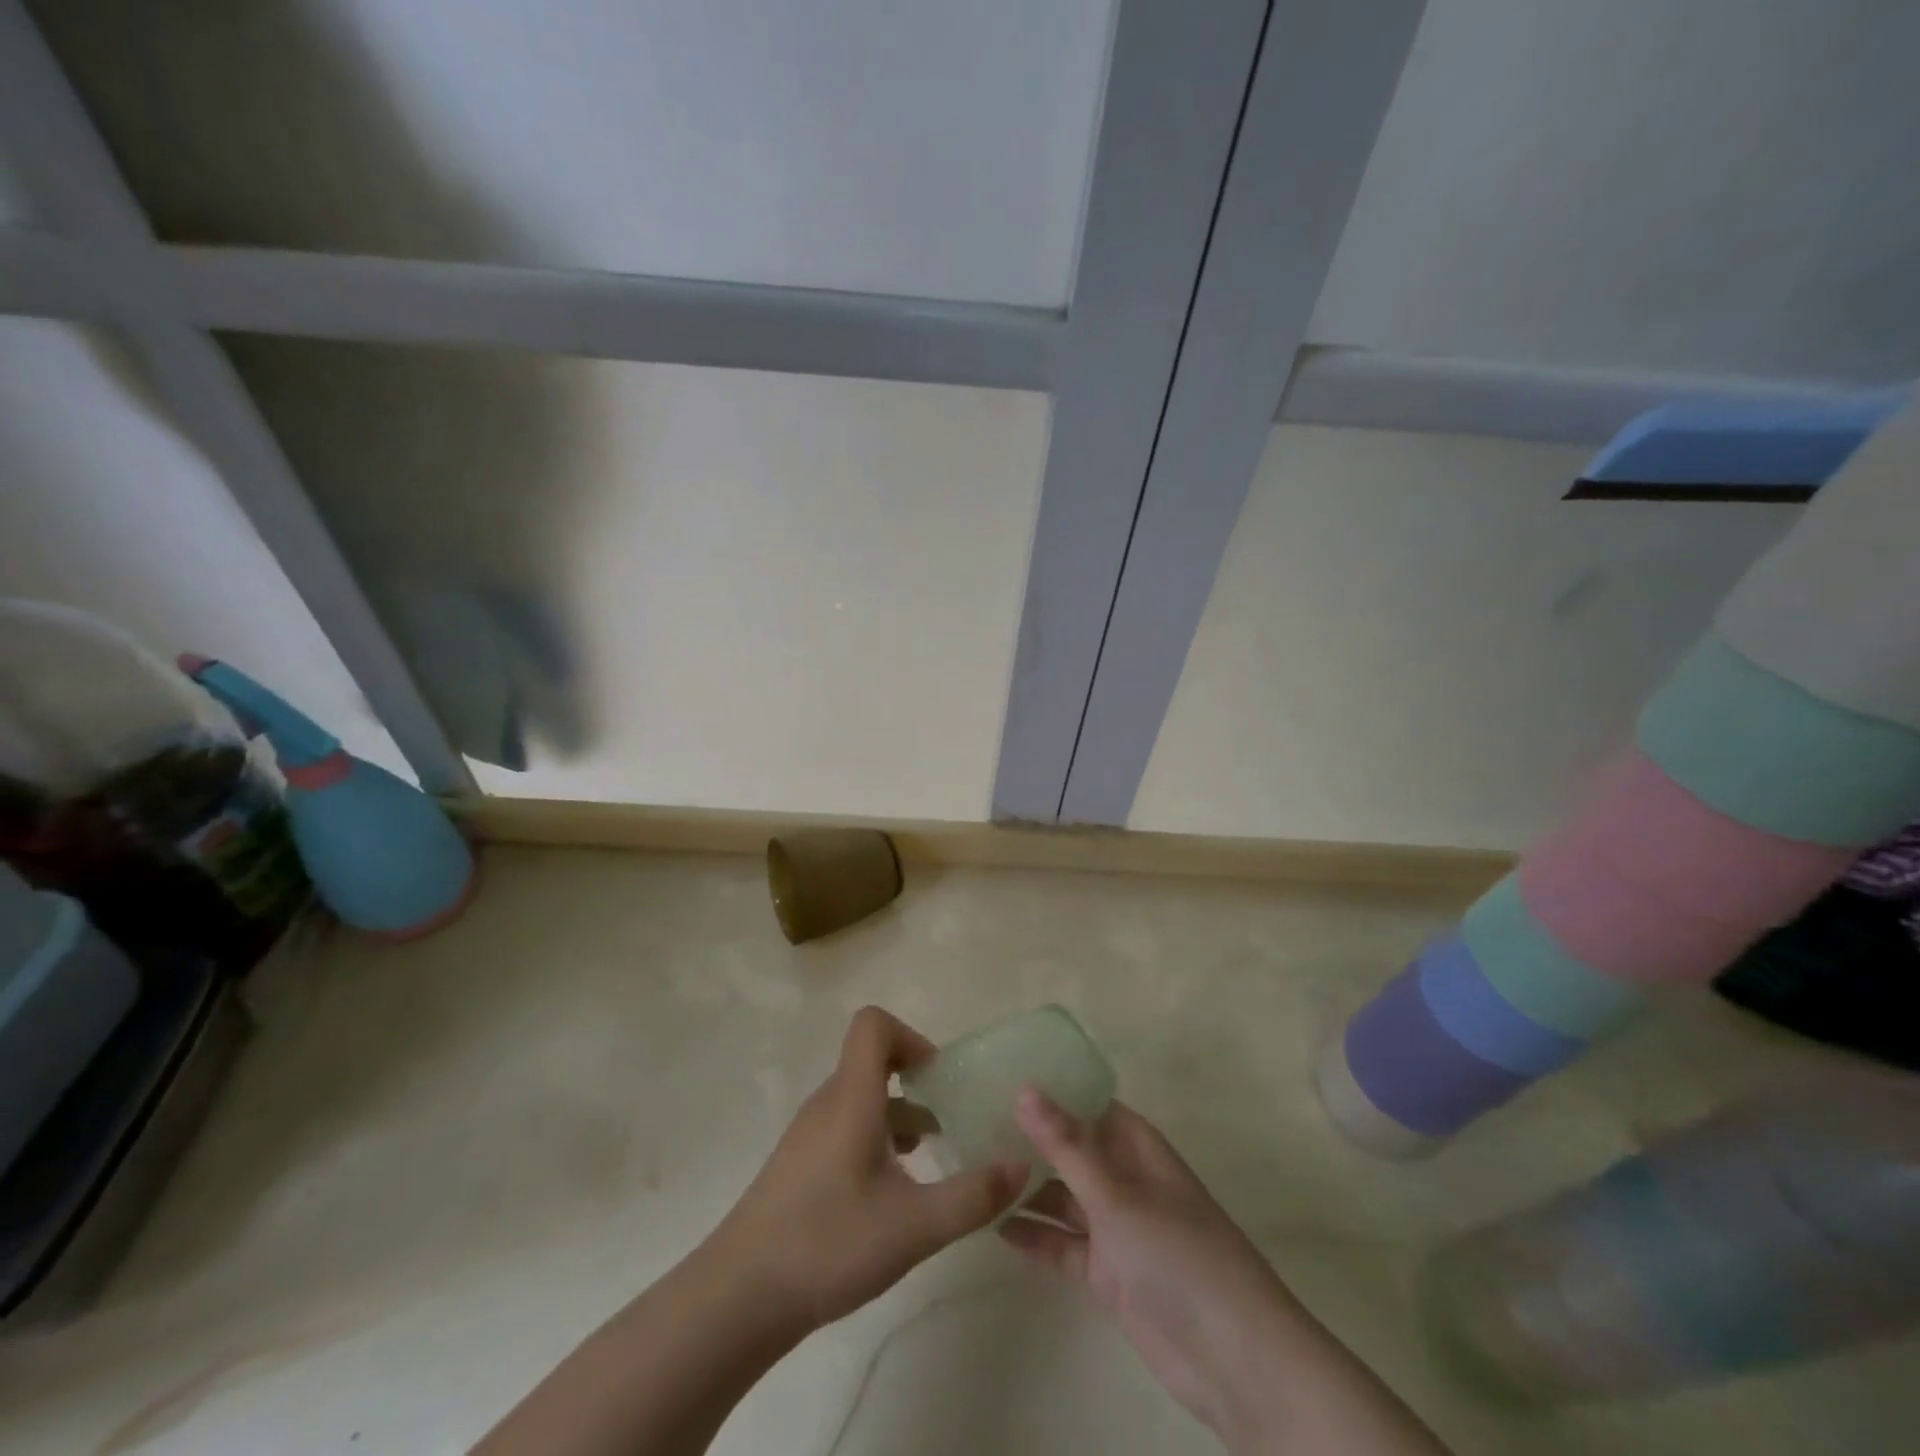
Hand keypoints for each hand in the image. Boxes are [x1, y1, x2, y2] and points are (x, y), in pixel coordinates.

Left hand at [705, 1007, 1025, 1337]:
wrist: (738, 1298)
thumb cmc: (828, 1245)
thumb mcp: (914, 1226)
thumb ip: (972, 1196)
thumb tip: (1022, 1167)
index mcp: (852, 1097)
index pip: (873, 1024)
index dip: (911, 1037)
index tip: (938, 1079)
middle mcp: (828, 1102)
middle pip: (872, 1060)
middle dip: (915, 1081)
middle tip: (948, 1120)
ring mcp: (808, 1133)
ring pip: (860, 1097)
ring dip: (898, 1114)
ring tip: (929, 1158)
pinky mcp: (799, 1163)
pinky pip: (845, 1125)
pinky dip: (875, 1138)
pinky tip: (891, 1192)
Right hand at [1000, 1090, 1301, 1439]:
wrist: (1232, 1359)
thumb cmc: (1177, 1254)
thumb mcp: (1116, 1194)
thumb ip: (1066, 1145)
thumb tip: (1023, 1087)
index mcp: (1136, 1147)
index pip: (1088, 1103)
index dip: (1050, 1090)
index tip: (999, 1077)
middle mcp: (1125, 1179)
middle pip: (1071, 1149)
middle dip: (1030, 1140)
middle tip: (971, 1125)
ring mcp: (1117, 1227)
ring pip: (1063, 1197)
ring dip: (1027, 1188)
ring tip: (975, 1173)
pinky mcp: (1108, 1273)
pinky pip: (1064, 1244)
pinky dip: (1036, 1236)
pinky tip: (996, 1226)